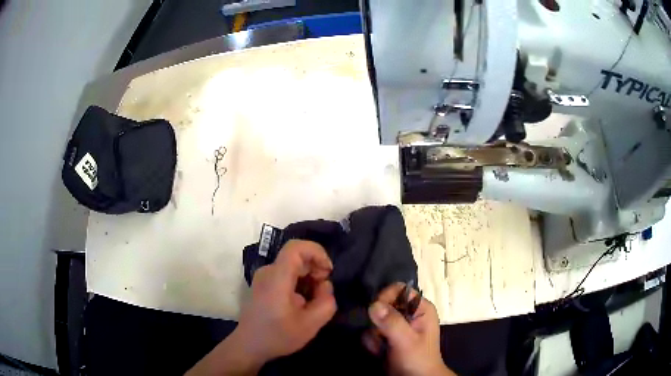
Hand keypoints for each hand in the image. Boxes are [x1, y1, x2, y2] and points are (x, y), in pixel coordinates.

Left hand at [236, 239, 336, 359]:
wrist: (249, 345)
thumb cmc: (277, 336)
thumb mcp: (310, 325)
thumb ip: (326, 302)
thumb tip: (325, 285)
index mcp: (277, 278)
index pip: (296, 247)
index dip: (317, 252)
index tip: (328, 272)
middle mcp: (268, 271)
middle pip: (297, 256)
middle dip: (316, 268)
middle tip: (323, 292)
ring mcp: (263, 277)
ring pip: (293, 265)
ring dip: (308, 277)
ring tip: (313, 301)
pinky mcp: (263, 283)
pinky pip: (286, 273)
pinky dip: (299, 282)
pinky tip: (302, 302)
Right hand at [363, 283, 454, 375]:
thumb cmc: (418, 360)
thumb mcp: (407, 341)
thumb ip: (392, 322)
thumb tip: (373, 304)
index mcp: (421, 308)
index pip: (398, 290)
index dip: (385, 298)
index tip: (375, 312)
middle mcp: (409, 314)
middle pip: (383, 305)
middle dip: (377, 322)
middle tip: (381, 336)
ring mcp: (398, 326)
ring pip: (374, 320)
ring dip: (374, 335)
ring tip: (381, 347)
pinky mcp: (388, 337)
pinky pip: (371, 332)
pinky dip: (372, 342)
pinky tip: (379, 351)